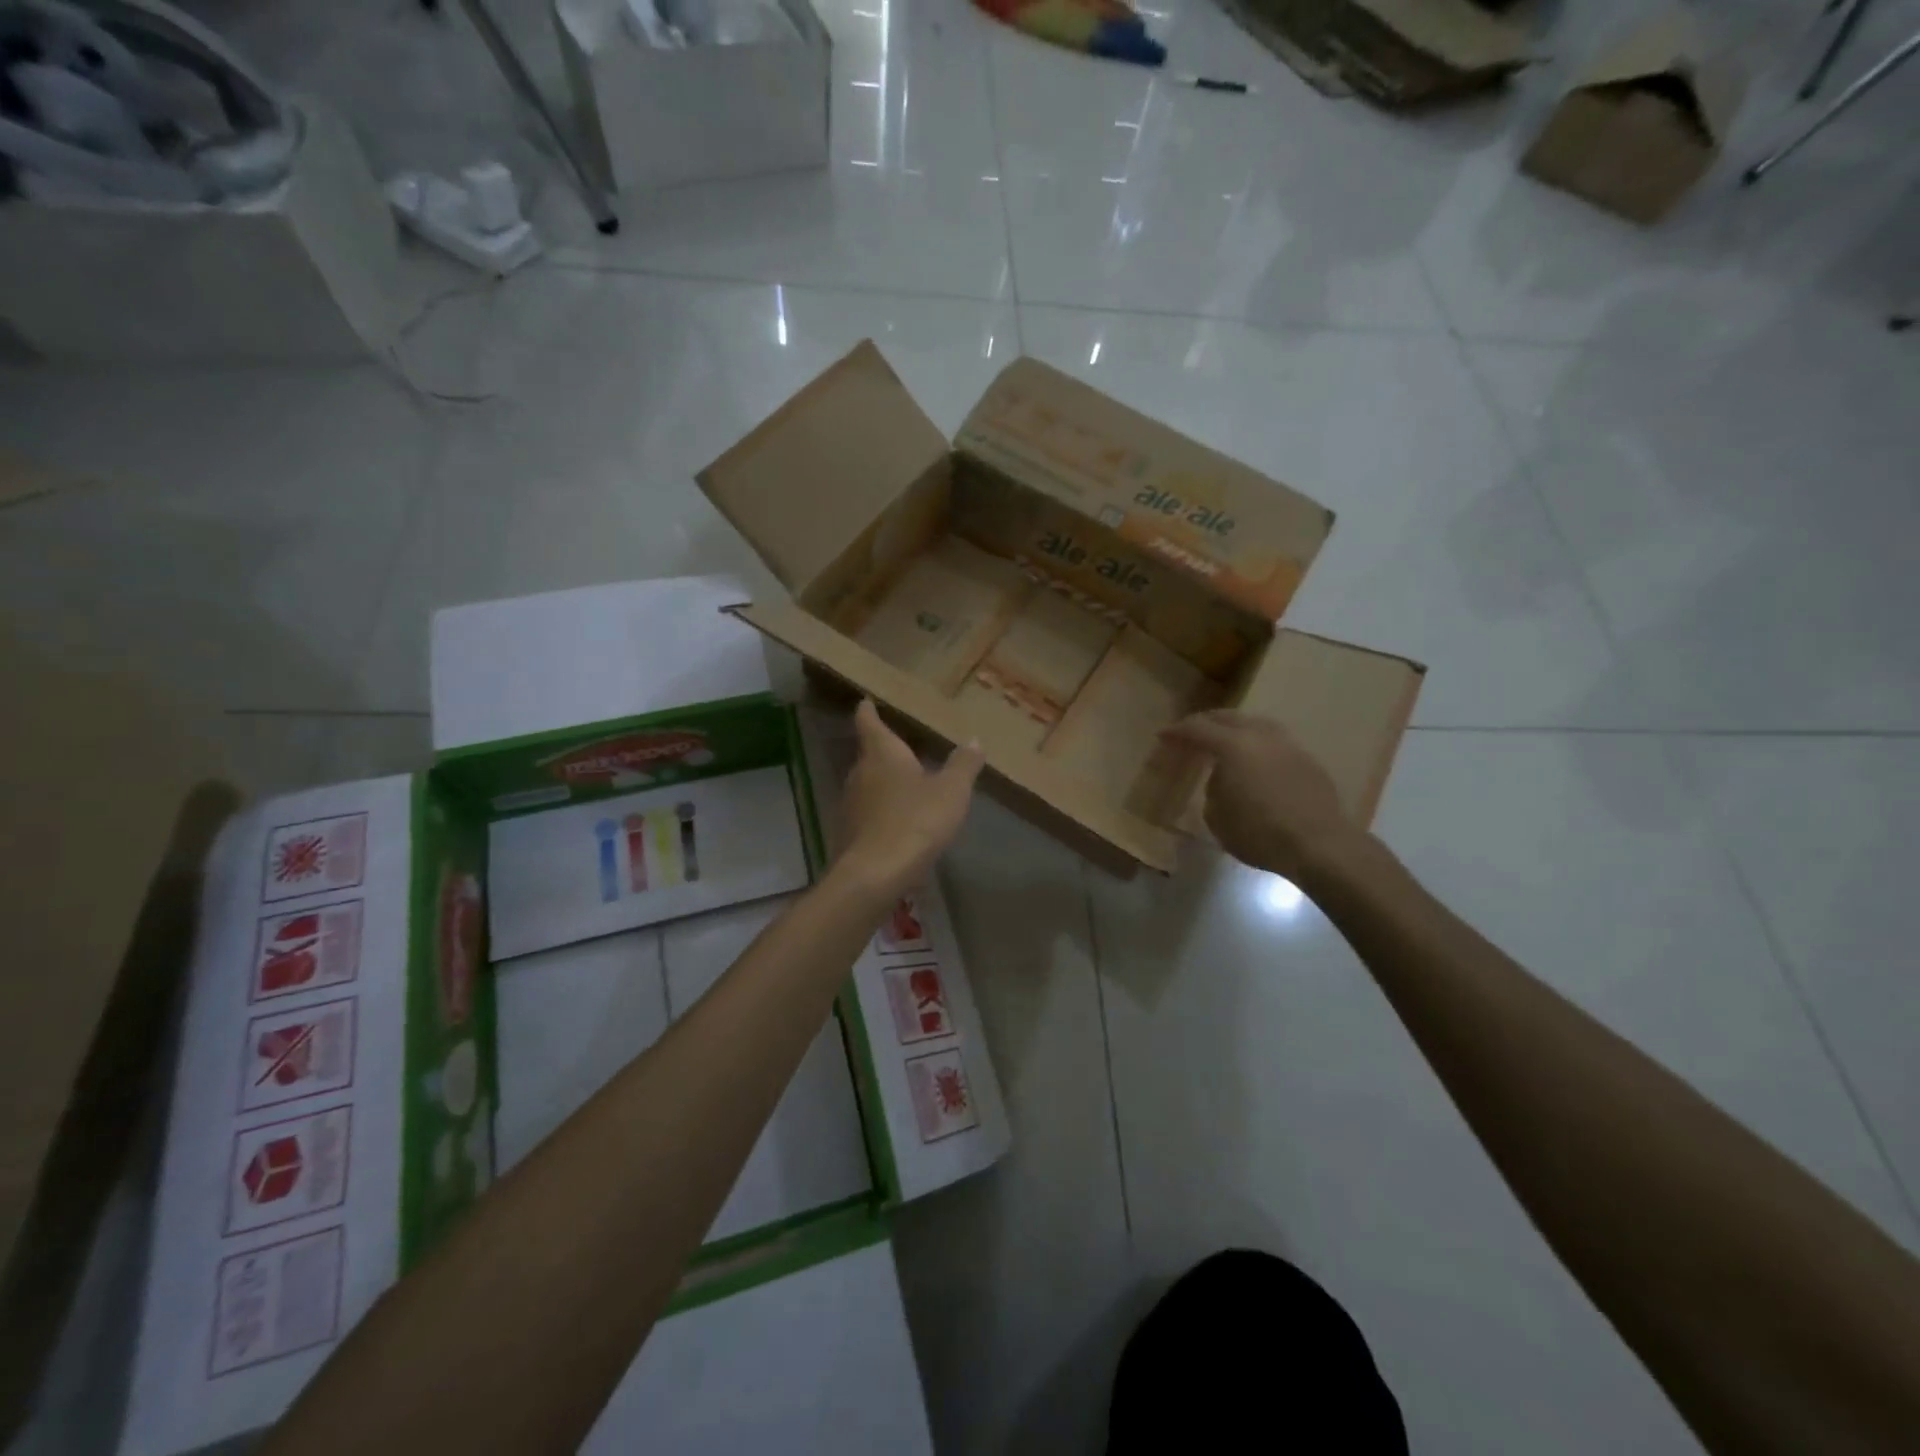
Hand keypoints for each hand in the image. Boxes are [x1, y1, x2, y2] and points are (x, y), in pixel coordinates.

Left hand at [835, 699, 983, 896]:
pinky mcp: (848, 833)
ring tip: (905, 785)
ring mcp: (850, 804)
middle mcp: (859, 773)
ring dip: (883, 783)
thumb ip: (963, 765)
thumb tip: (974, 739)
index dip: (868, 711)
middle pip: (868, 755)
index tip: (865, 701)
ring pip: (867, 785)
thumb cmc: (916, 820)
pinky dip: (881, 811)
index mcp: (882, 753)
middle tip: (902, 746)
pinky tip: (898, 822)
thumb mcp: (951, 791)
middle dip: (884, 751)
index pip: (869, 723)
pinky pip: (867, 813)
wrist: (875, 873)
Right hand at [1161, 710, 1361, 881]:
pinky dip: (1256, 744)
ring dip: (1234, 728)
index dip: (1177, 732)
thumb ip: (1213, 790)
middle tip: (1189, 733)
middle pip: (1228, 717)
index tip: (1163, 736)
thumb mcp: (1217, 817)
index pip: (1197, 729)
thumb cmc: (1260, 834)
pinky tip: (1253, 759)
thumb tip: (1221, 779)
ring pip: (1255, 724)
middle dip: (1205, 722)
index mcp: (1233, 745)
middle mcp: (1261, 736)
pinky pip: (1274, 741)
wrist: (1321, 845)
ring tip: (1223, 740)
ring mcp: (1288, 745)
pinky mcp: (1308, 760)